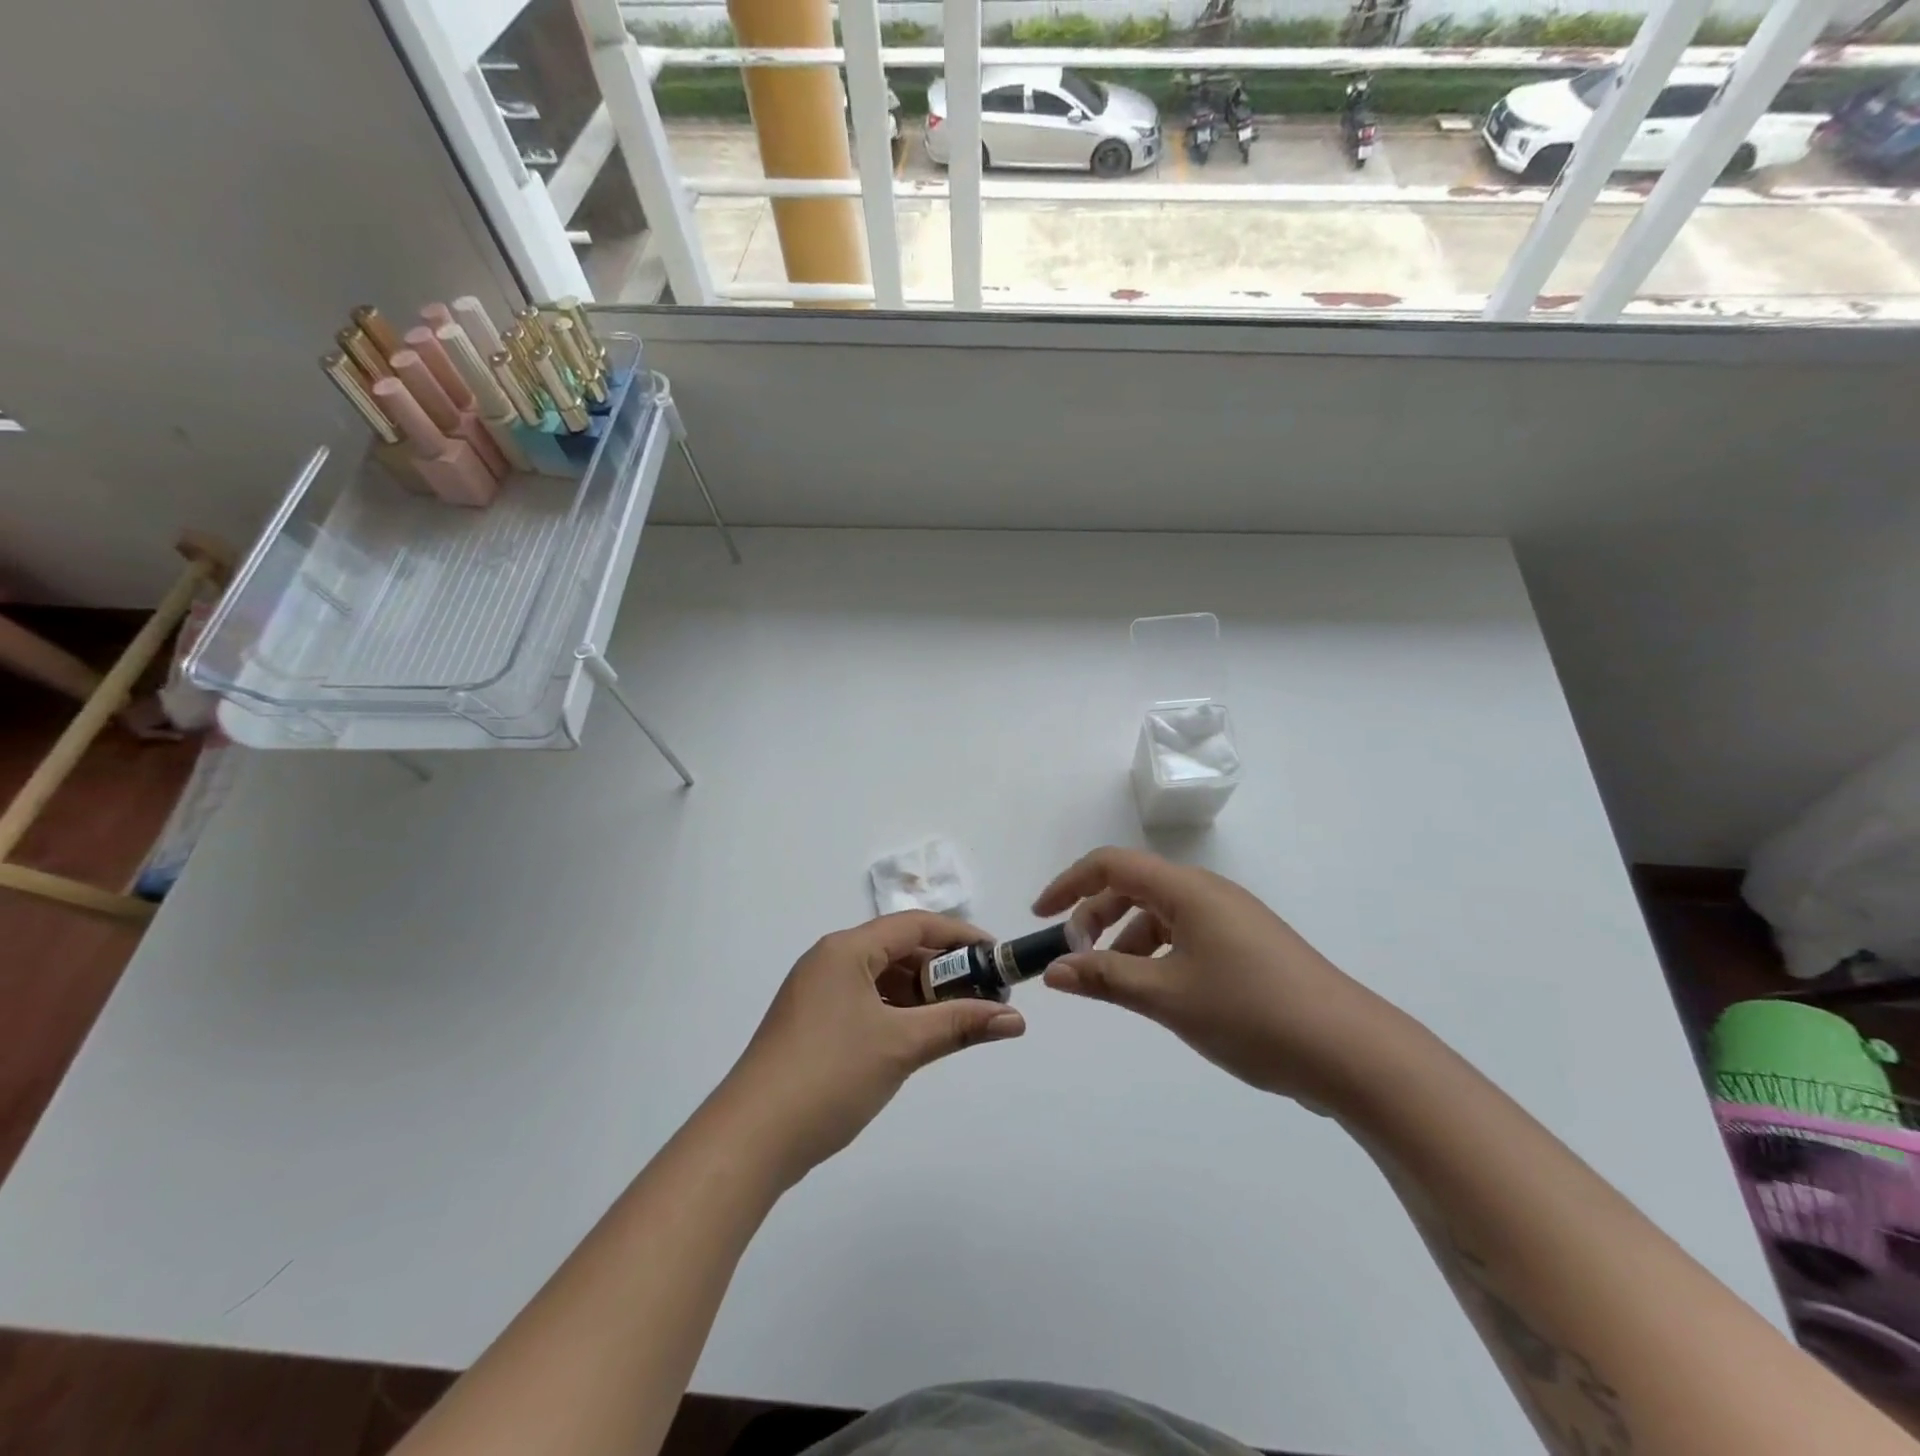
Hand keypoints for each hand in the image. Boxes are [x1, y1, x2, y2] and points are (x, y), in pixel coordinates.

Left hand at [716, 912, 1026, 1187]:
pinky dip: (896, 1013)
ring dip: (922, 994)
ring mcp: (816, 993)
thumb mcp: (901, 1046)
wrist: (751, 1139)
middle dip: (944, 970)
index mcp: (846, 949)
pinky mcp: (811, 1024)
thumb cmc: (830, 1075)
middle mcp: (829, 961)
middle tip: (985, 995)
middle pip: (898, 950)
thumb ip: (960, 1025)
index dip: (961, 937)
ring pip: (882, 979)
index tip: (998, 957)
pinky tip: (918, 1038)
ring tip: (958, 1019)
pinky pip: (865, 1002)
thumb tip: (1015, 1020)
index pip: (915, 925)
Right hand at [1033, 848, 1398, 1110]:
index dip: (1070, 884)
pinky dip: (1157, 953)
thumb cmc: (1251, 1013)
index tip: (1040, 917)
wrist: (1352, 1052)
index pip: (1113, 864)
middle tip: (1074, 956)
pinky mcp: (1248, 947)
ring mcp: (1233, 920)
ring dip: (1126, 938)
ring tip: (1112, 981)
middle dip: (1095, 915)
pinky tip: (1156, 990)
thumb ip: (1104, 978)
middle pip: (1135, 886)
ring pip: (1161, 914)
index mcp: (1188, 890)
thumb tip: (1053, 971)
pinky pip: (1186, 935)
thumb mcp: (1167, 996)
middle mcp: (1209, 893)